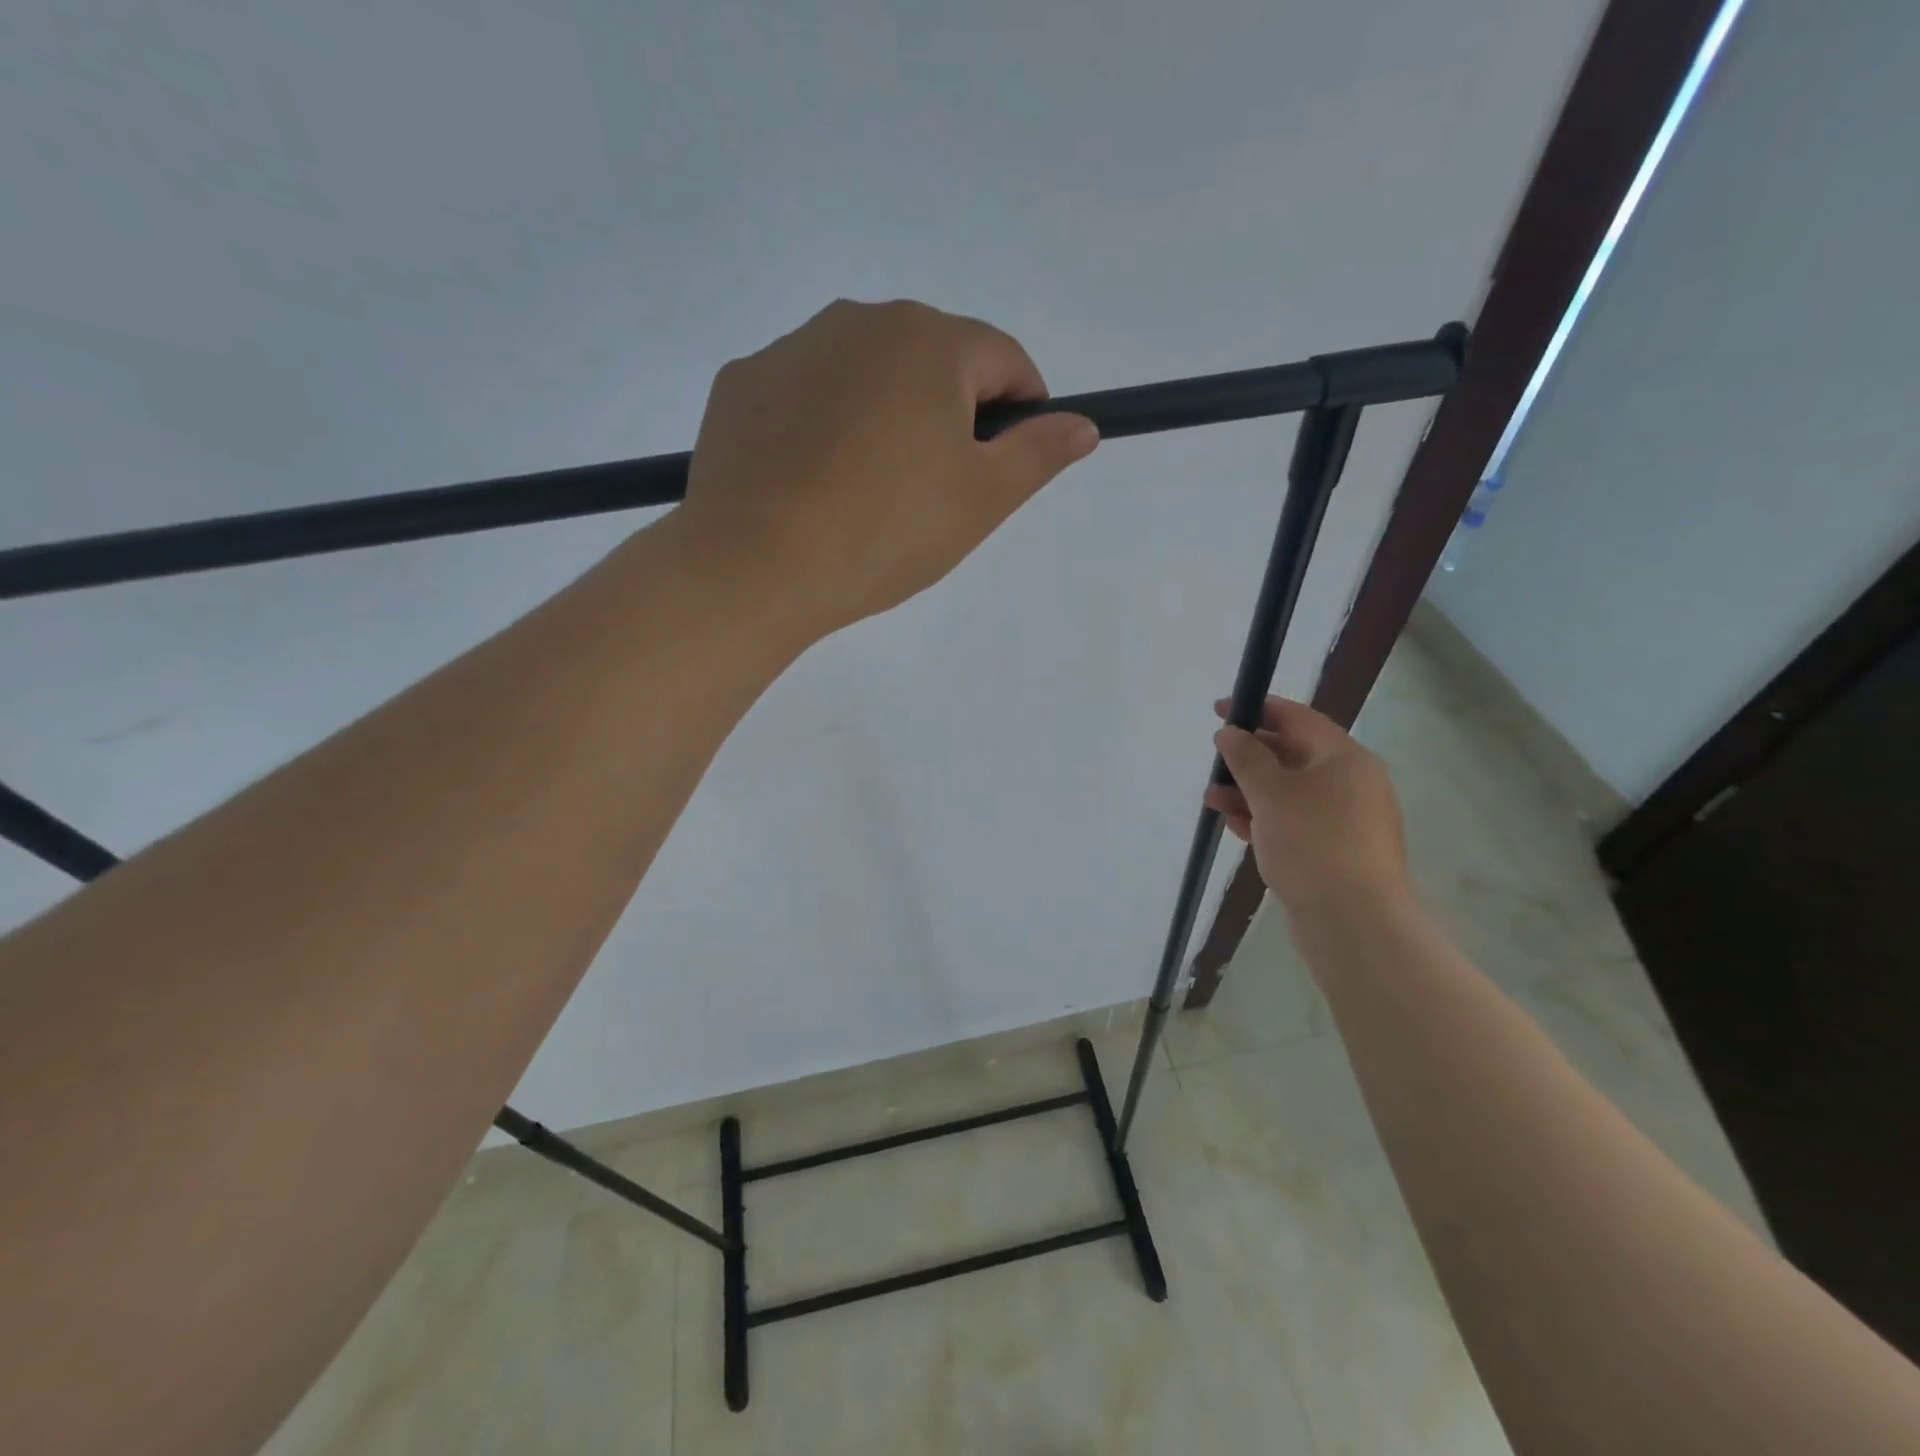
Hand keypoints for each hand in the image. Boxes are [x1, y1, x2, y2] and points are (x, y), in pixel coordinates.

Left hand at [676, 298, 1098, 640]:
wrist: (756, 565)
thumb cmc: (886, 531)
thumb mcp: (982, 500)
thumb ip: (1039, 454)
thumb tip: (1082, 424)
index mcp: (929, 341)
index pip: (1004, 359)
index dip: (1023, 410)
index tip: (1011, 463)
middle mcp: (858, 320)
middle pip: (932, 361)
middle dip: (950, 415)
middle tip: (937, 491)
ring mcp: (791, 348)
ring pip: (866, 375)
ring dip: (886, 417)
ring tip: (870, 493)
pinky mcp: (743, 383)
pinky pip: (807, 396)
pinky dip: (824, 427)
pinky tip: (815, 483)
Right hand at [1202, 696, 1411, 918]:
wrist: (1353, 921)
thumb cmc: (1312, 842)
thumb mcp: (1270, 792)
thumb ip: (1246, 757)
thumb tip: (1230, 732)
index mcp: (1345, 758)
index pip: (1298, 718)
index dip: (1257, 709)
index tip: (1220, 709)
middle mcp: (1352, 783)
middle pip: (1293, 756)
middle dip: (1248, 758)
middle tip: (1214, 762)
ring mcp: (1346, 820)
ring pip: (1290, 793)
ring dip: (1249, 792)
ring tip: (1212, 799)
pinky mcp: (1337, 852)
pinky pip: (1295, 823)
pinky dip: (1265, 819)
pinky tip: (1236, 827)